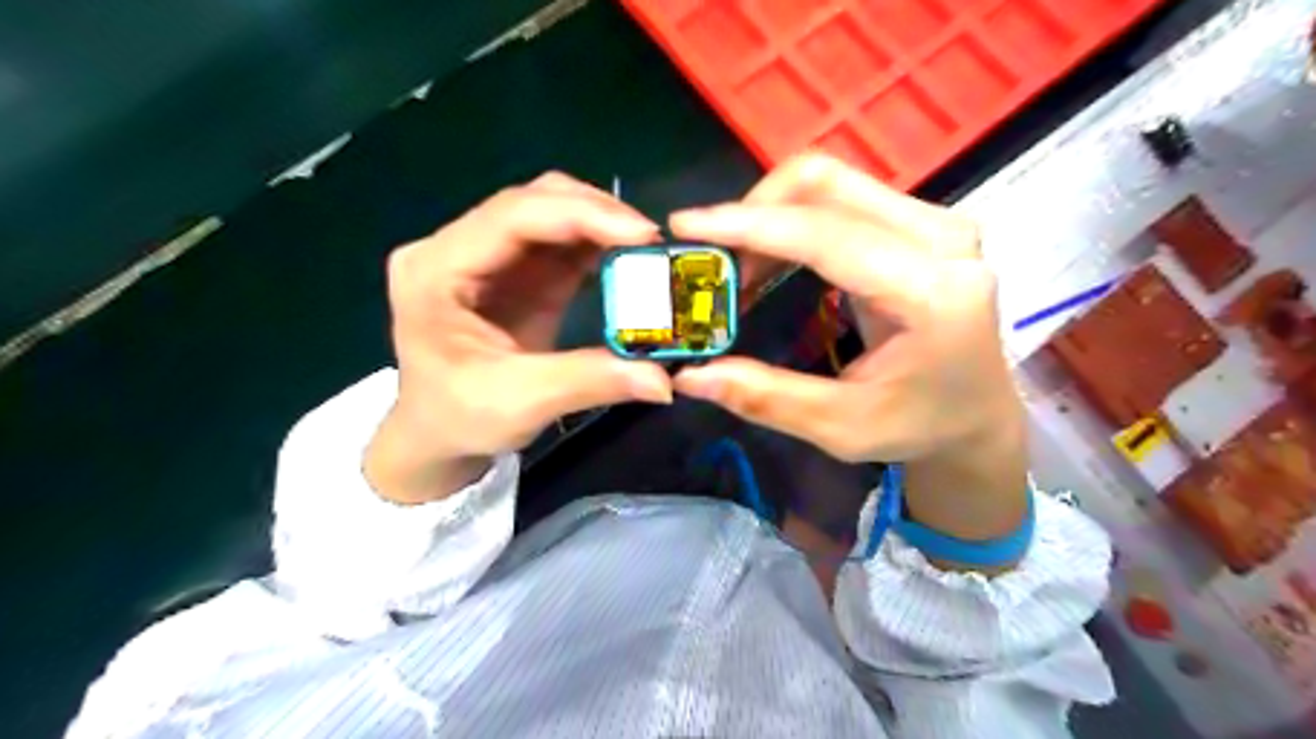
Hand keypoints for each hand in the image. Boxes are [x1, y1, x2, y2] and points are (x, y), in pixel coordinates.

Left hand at [370, 173, 676, 505]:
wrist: (436, 436)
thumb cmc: (458, 419)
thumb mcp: (520, 403)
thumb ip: (590, 381)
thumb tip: (664, 380)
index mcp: (435, 270)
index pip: (512, 216)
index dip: (581, 215)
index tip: (642, 234)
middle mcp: (455, 248)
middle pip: (532, 202)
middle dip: (596, 213)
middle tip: (650, 241)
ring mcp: (486, 256)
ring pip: (550, 214)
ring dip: (601, 225)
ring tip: (646, 250)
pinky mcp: (513, 272)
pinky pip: (559, 243)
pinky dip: (596, 246)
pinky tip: (626, 260)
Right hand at [671, 152, 1025, 547]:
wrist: (977, 415)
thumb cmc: (918, 427)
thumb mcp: (839, 427)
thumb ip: (765, 398)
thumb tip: (690, 375)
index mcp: (932, 293)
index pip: (827, 235)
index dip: (751, 225)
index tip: (686, 226)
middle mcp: (943, 240)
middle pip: (828, 184)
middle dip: (754, 212)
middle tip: (711, 260)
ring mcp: (937, 223)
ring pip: (832, 183)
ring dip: (770, 215)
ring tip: (736, 269)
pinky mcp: (922, 223)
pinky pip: (842, 199)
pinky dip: (791, 220)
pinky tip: (768, 260)